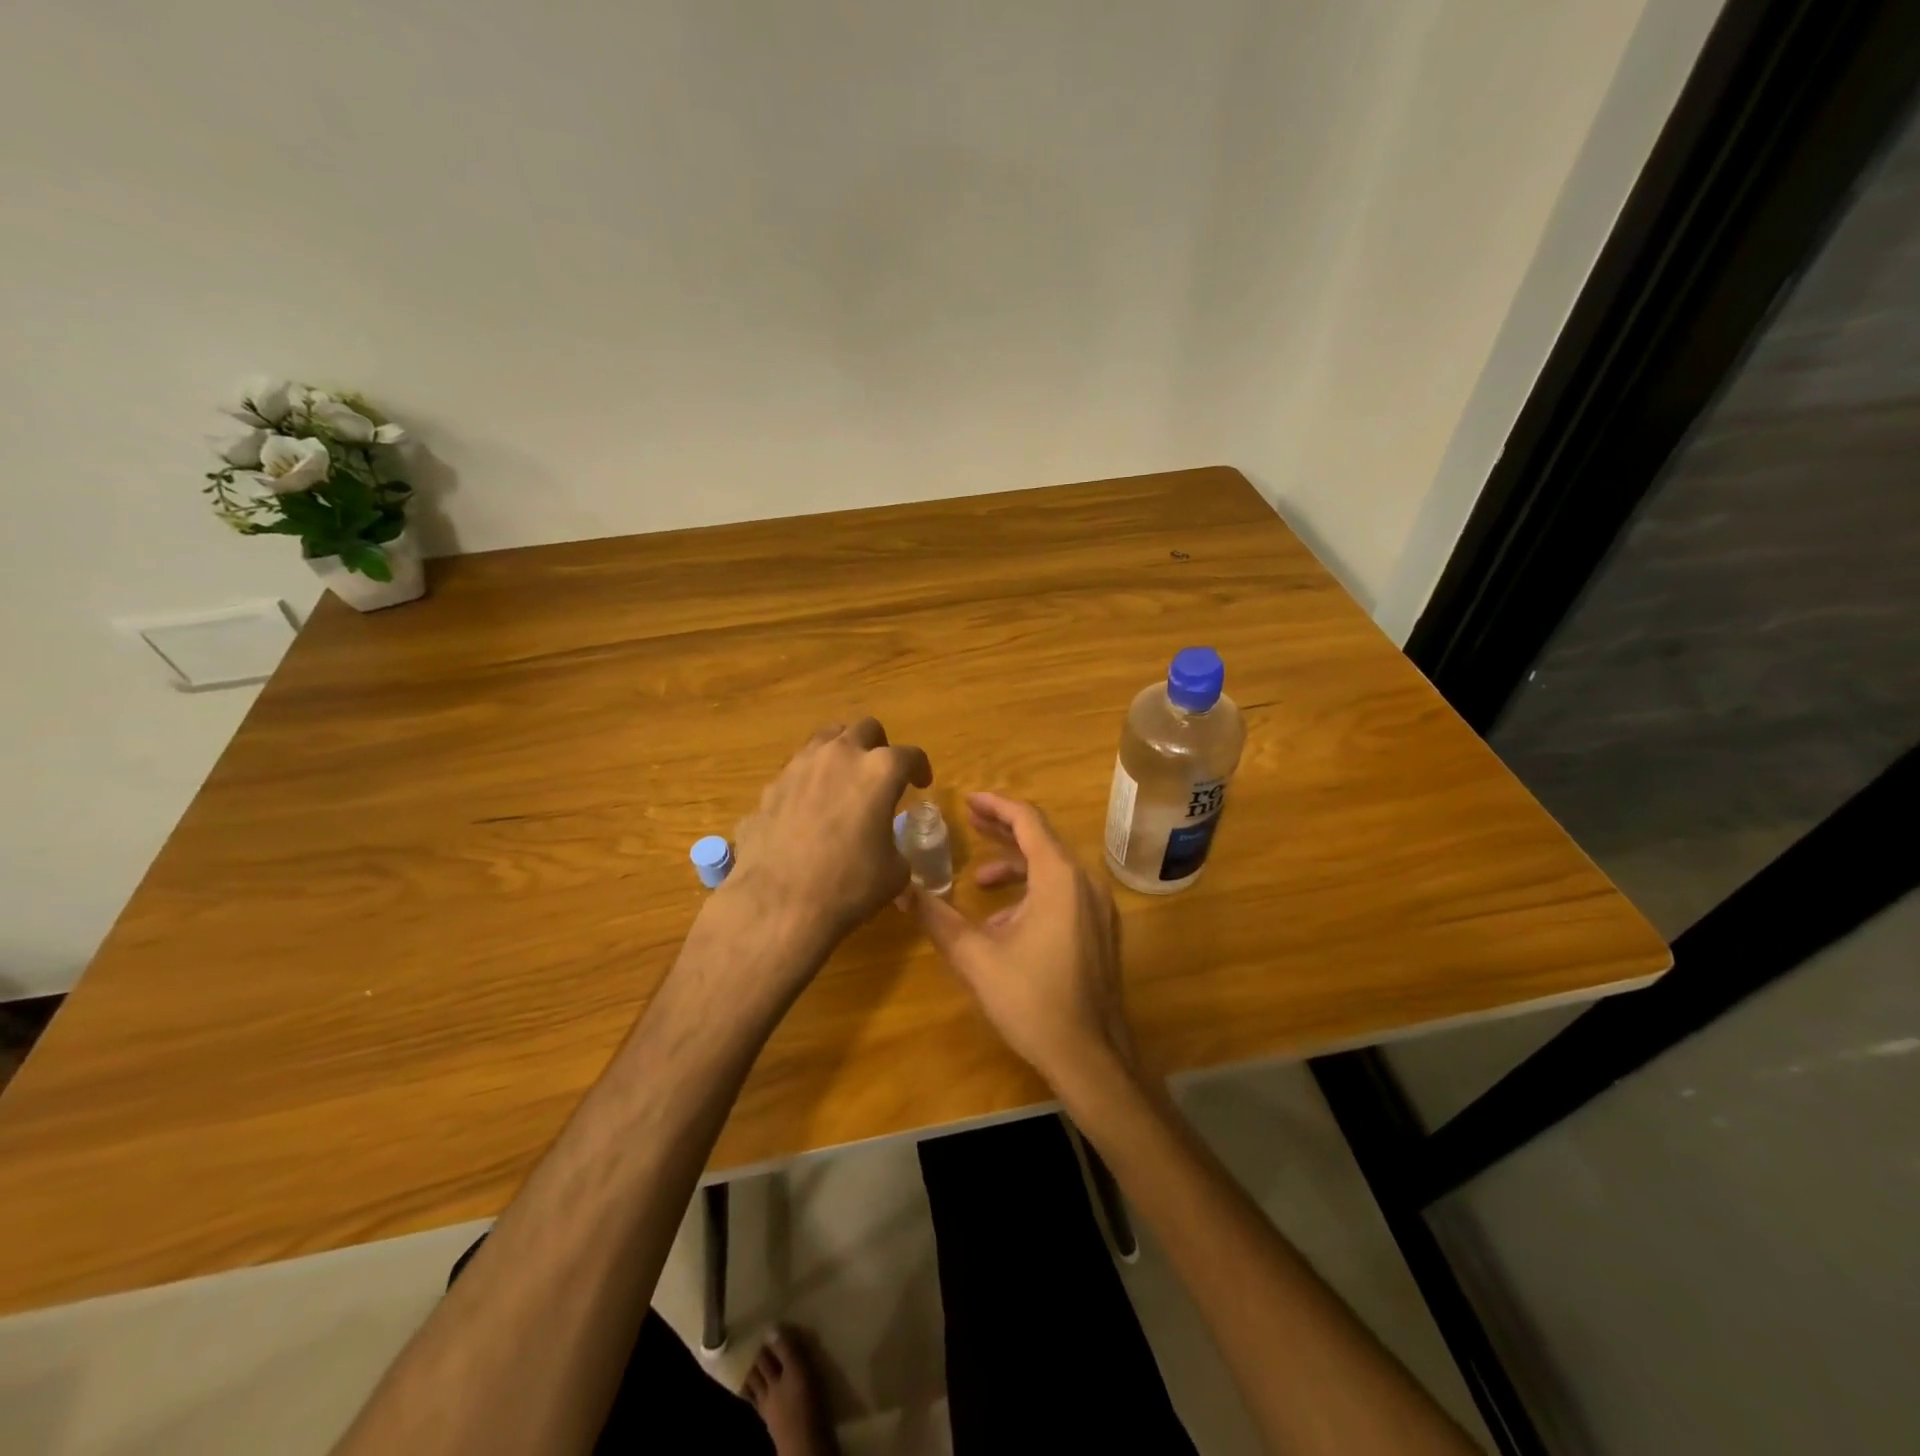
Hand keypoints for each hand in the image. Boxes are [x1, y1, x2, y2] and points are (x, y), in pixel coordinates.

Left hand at [727, 718, 931, 951]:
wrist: (779, 904)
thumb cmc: (849, 886)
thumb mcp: (894, 871)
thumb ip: (894, 844)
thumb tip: (884, 846)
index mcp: (879, 771)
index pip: (910, 755)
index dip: (920, 768)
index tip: (921, 783)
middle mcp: (840, 756)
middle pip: (865, 728)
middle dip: (878, 746)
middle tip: (880, 773)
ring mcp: (800, 766)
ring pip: (826, 738)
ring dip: (841, 753)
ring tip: (844, 780)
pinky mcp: (771, 786)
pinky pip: (798, 769)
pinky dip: (810, 779)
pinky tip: (810, 808)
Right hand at [910, 792, 1138, 1092]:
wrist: (1090, 1057)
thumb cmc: (1032, 1001)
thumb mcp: (975, 957)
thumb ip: (937, 918)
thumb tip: (900, 890)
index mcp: (1060, 878)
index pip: (1028, 821)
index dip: (996, 806)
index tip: (968, 800)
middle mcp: (1086, 883)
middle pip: (1042, 840)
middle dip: (1004, 830)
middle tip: (970, 822)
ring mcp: (1099, 909)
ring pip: (1054, 869)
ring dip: (1016, 867)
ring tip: (980, 882)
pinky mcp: (1101, 932)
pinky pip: (1065, 894)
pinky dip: (1034, 893)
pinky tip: (1006, 923)